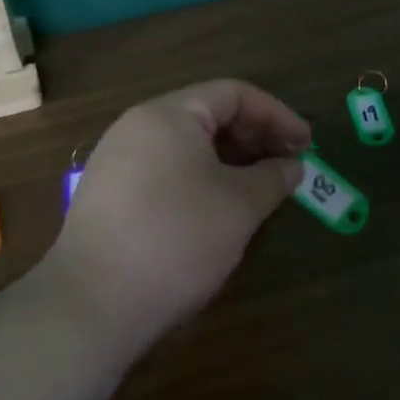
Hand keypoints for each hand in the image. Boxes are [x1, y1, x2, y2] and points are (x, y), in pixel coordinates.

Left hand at [46, 80, 308, 359]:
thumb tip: (292, 166)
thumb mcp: (239, 206)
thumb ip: (273, 177)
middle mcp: (137, 128)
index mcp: (168, 115)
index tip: (307, 144)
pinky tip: (219, 210)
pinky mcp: (109, 197)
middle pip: (207, 116)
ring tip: (260, 189)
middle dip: (254, 138)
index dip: (277, 115)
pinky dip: (201, 180)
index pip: (234, 94)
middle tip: (288, 166)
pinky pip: (165, 172)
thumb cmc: (176, 239)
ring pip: (186, 147)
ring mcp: (117, 162)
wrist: (92, 306)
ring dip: (230, 161)